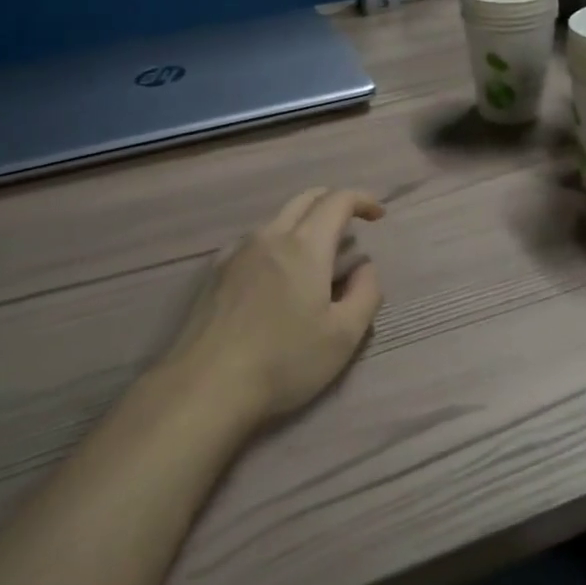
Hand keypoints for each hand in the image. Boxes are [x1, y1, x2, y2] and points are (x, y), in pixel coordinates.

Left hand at [172, 188, 385, 424]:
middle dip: (333, 201)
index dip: (362, 200)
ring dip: (304, 223)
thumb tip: (365, 267)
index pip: (338, 200)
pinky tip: (275, 274)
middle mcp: (270, 236)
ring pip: (278, 219)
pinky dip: (276, 243)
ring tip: (316, 256)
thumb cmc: (284, 361)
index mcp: (305, 246)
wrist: (207, 385)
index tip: (378, 215)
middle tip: (351, 222)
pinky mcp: (215, 271)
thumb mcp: (344, 335)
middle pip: (305, 199)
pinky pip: (253, 242)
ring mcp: (238, 251)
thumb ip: (366, 293)